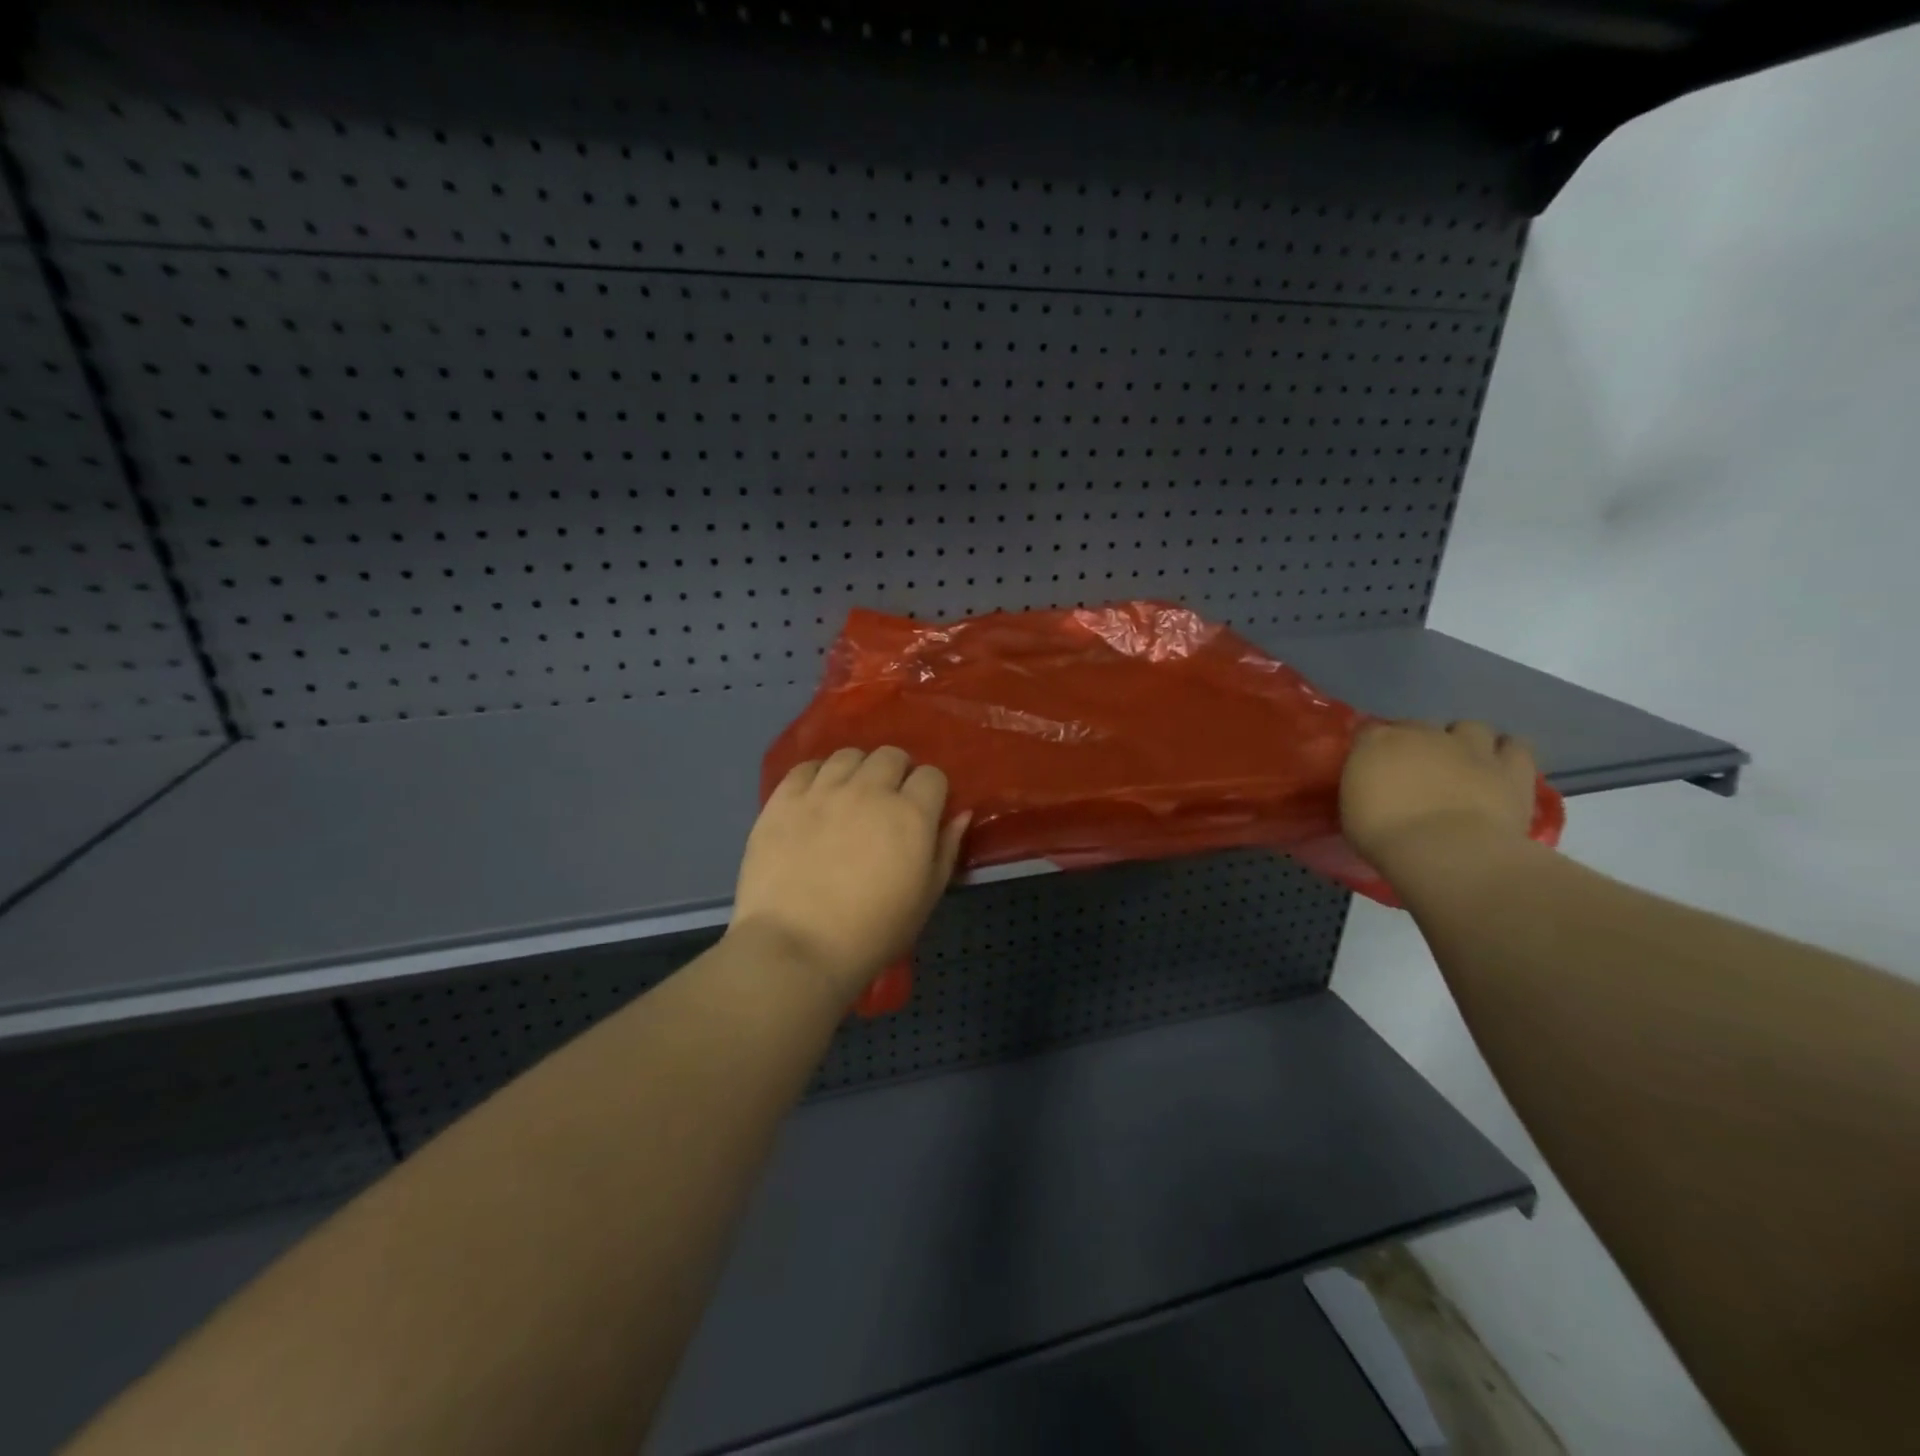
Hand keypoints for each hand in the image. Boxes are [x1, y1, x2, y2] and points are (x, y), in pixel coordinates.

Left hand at [730, 747, 969, 1006]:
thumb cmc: (873, 932)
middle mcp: (869, 790)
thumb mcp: (926, 898)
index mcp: (911, 814)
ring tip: (850, 797)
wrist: (797, 947)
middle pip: (891, 756)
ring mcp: (823, 791)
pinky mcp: (784, 799)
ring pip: (848, 755)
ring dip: (857, 770)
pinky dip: (817, 776)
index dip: (931, 791)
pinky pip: (806, 767)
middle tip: (887, 803)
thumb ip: (946, 850)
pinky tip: (815, 798)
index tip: (924, 811)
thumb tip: (961, 814)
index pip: (932, 775)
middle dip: (896, 773)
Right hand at [1341, 720, 1537, 868]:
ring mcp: (1471, 747)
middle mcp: (1425, 733)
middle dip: (1418, 744)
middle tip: (1417, 771)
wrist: (1447, 851)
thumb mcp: (1353, 810)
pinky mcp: (1512, 767)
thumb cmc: (1385, 835)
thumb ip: (1363, 786)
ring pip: (1470, 728)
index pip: (1369, 731)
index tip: (1372, 768)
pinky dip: (1507, 753)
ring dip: (1465, 742)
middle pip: (1419, 726)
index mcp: (1379, 742)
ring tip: (1462, 764)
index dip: (1372, 748)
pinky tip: (1499, 768)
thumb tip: (1372, 784)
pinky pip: (1515, 746)